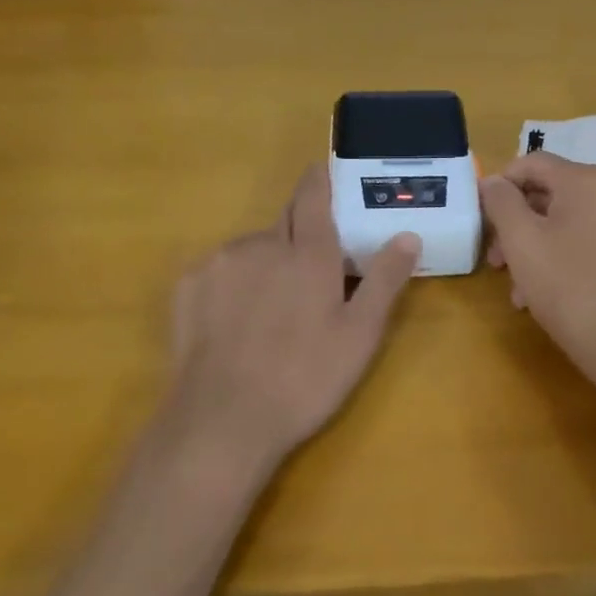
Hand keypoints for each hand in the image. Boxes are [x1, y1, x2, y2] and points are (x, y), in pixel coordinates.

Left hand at [165, 164, 419, 470]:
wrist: (223, 421)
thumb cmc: (304, 379)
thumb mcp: (359, 336)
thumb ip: (384, 280)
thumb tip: (408, 235)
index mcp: (307, 253)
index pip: (313, 195)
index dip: (320, 179)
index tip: (325, 174)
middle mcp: (262, 243)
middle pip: (285, 224)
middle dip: (298, 238)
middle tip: (308, 276)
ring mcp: (220, 262)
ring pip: (251, 249)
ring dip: (265, 264)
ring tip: (270, 312)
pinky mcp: (188, 284)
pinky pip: (219, 270)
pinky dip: (232, 283)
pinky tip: (234, 322)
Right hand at [480, 153, 595, 388]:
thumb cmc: (567, 286)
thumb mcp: (521, 240)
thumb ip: (501, 202)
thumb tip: (493, 182)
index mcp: (585, 182)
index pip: (532, 162)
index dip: (500, 184)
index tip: (481, 218)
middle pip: (547, 192)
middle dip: (513, 222)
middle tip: (494, 258)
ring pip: (562, 221)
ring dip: (530, 246)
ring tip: (513, 285)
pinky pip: (581, 241)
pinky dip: (555, 258)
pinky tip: (537, 294)